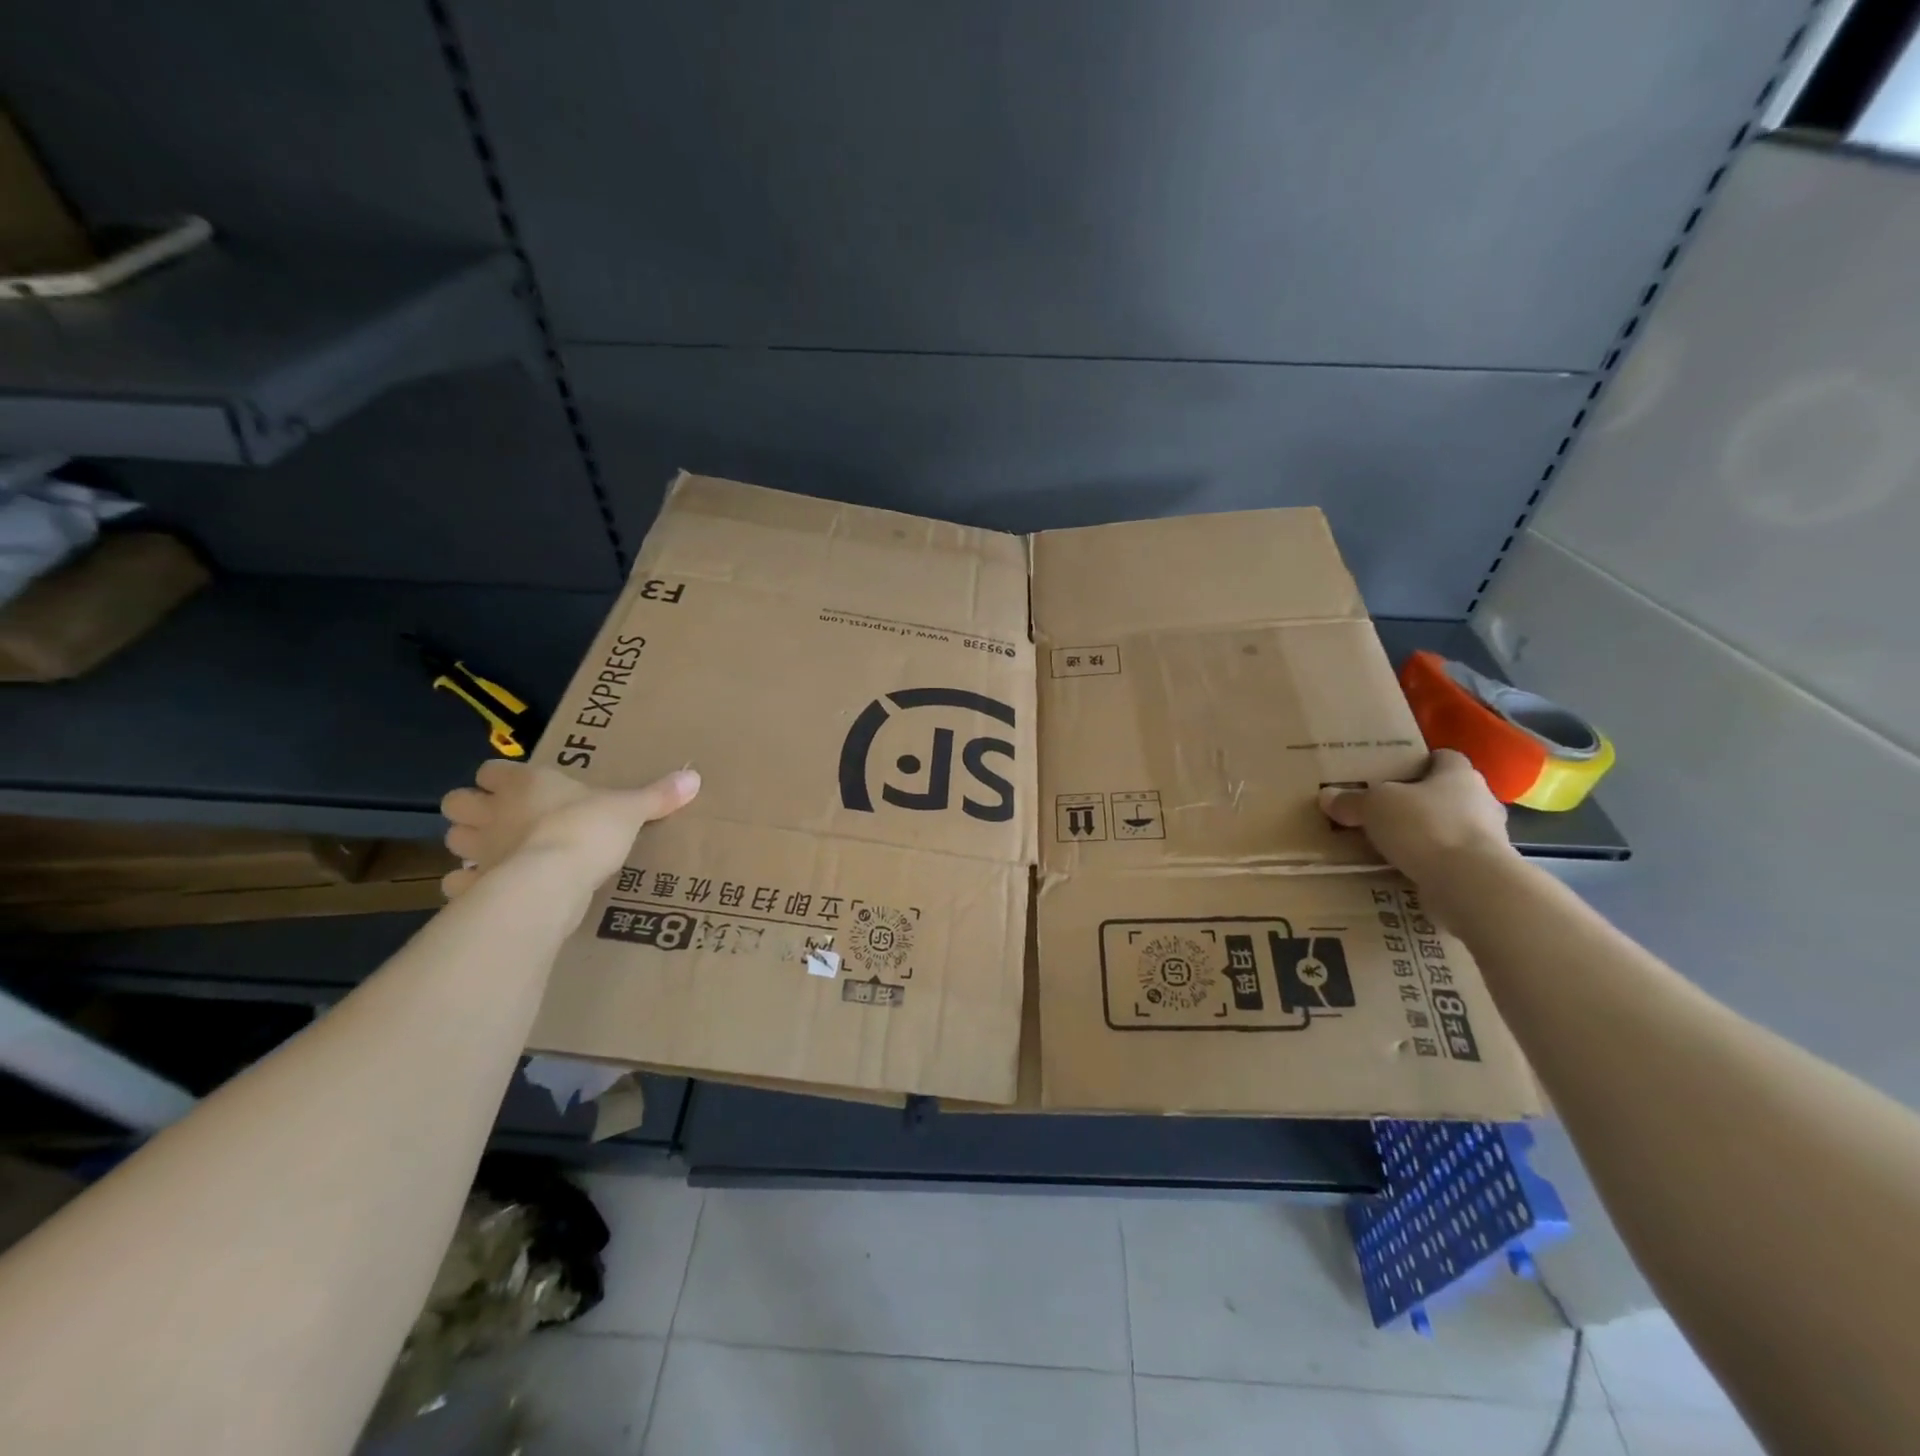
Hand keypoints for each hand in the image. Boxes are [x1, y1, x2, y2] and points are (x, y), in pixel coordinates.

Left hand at [439, 760, 700, 903]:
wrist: (553, 880)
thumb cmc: (587, 830)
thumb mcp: (630, 809)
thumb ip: (658, 795)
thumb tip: (694, 777)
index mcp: (525, 784)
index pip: (492, 770)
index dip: (499, 777)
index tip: (518, 786)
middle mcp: (493, 812)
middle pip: (457, 802)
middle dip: (473, 809)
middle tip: (501, 820)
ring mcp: (479, 850)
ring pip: (453, 840)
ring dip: (469, 845)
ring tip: (497, 853)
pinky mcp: (475, 886)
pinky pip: (458, 883)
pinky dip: (469, 885)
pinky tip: (491, 888)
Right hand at [1319, 749, 1513, 885]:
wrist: (1469, 883)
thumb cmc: (1426, 826)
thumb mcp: (1375, 806)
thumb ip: (1352, 801)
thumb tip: (1327, 796)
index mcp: (1459, 774)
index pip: (1444, 758)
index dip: (1421, 762)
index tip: (1396, 772)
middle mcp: (1481, 801)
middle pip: (1449, 794)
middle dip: (1421, 802)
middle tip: (1386, 810)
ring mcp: (1488, 838)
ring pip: (1451, 828)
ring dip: (1427, 835)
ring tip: (1391, 844)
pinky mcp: (1484, 871)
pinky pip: (1452, 860)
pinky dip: (1432, 864)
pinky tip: (1405, 870)